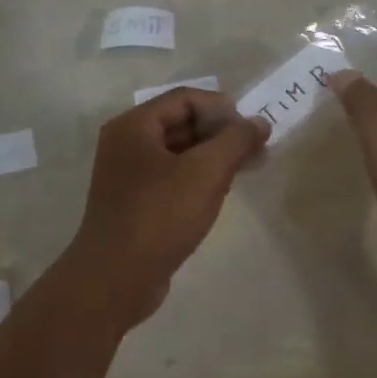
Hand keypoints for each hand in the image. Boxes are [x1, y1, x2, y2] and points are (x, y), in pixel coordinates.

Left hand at [61, 88, 269, 324]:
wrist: (116, 278)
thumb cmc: (160, 215)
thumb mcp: (206, 172)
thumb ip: (236, 141)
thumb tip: (260, 122)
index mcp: (134, 126)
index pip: (185, 99)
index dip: (223, 108)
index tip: (253, 128)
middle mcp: (126, 145)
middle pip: (181, 124)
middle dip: (221, 134)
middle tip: (257, 150)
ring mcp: (128, 177)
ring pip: (178, 155)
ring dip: (213, 158)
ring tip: (247, 170)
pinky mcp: (135, 206)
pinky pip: (171, 180)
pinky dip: (197, 180)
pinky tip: (220, 194)